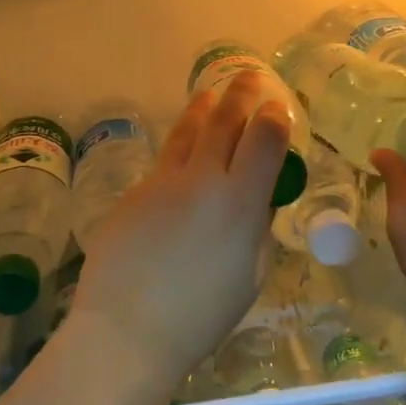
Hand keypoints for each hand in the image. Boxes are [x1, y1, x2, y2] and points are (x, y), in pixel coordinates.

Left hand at [69, 73, 291, 388]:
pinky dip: (178, 150)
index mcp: (240, 202)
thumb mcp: (249, 277)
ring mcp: (162, 182)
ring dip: (203, 107)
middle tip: (248, 76)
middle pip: (224, 122)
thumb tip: (256, 204)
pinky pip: (162, 164)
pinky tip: (180, 153)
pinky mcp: (133, 193)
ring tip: (210, 91)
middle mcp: (202, 180)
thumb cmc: (200, 316)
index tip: (277, 107)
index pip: (265, 140)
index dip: (275, 118)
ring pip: (187, 132)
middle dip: (240, 94)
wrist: (128, 328)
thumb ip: (256, 231)